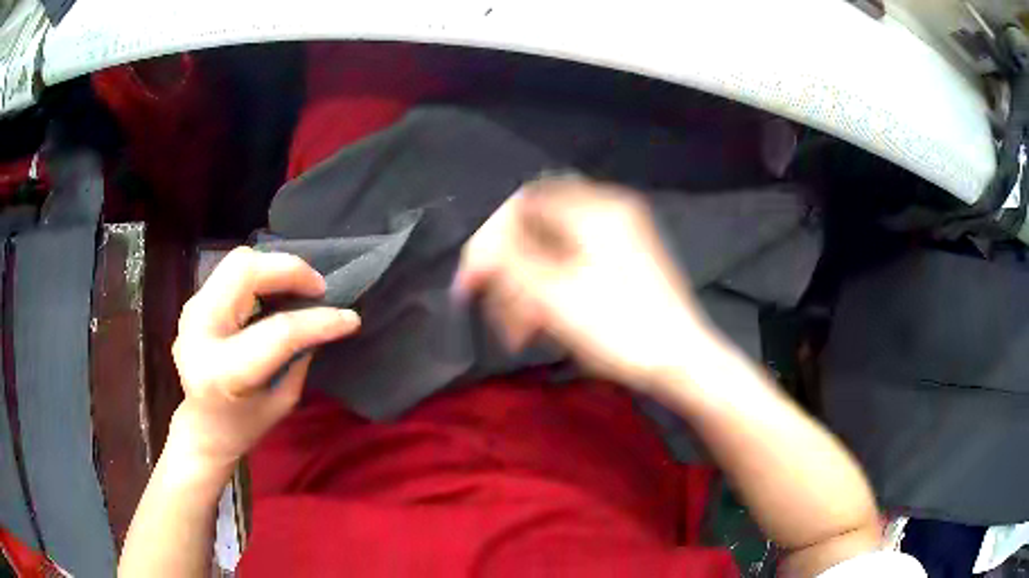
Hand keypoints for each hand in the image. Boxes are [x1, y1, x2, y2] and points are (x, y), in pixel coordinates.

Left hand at [170, 247, 360, 467]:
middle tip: (318, 289)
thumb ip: (298, 355)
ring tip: (300, 289)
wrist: (199, 428)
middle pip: (245, 270)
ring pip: (238, 262)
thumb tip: (323, 319)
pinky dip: (261, 275)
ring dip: (275, 269)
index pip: (277, 332)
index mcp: (223, 371)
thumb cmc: (243, 426)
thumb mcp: (281, 400)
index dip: (318, 320)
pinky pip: (232, 273)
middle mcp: (200, 331)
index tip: (350, 318)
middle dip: (290, 270)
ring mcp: (192, 310)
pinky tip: (276, 293)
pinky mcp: (195, 302)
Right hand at [455, 177, 713, 390]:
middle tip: (498, 314)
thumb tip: (478, 249)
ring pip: (552, 253)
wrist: (683, 362)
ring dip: (528, 290)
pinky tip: (543, 326)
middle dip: (510, 274)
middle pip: (536, 230)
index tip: (471, 282)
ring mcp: (619, 237)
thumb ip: (508, 261)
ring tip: (520, 334)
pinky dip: (552, 292)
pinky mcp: (623, 263)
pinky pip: (572, 266)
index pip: (522, 204)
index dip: (489, 240)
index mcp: (596, 208)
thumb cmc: (622, 329)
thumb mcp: (555, 296)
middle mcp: (608, 211)